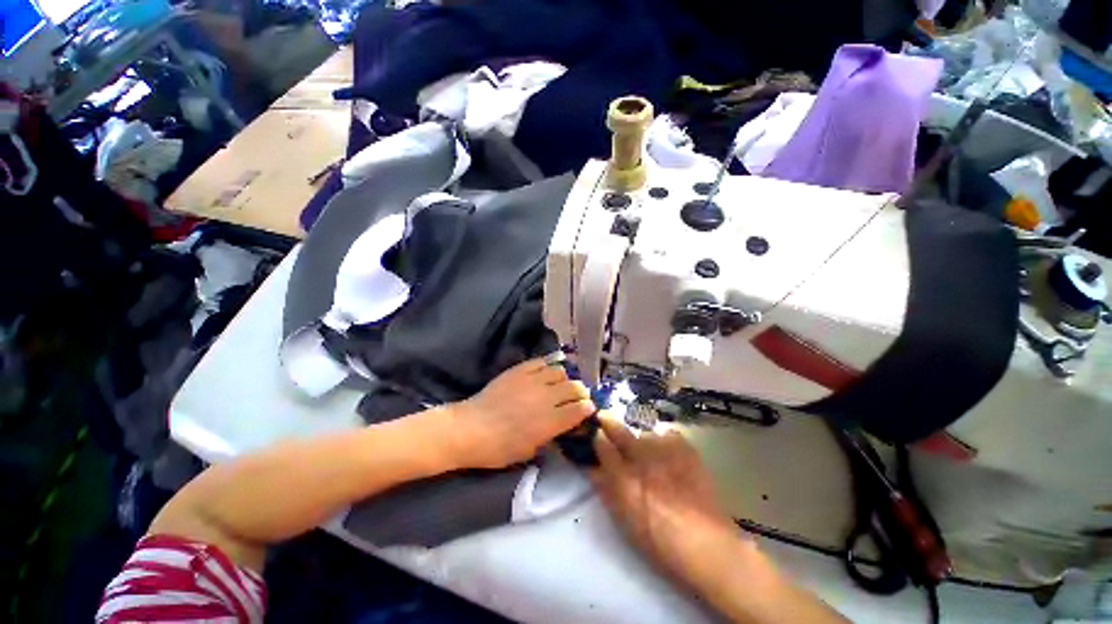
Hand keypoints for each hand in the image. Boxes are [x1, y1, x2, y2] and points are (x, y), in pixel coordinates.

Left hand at [445, 358, 594, 468]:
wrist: (470, 428)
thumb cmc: (499, 448)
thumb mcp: (529, 451)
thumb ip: (550, 436)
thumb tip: (560, 426)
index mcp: (551, 421)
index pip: (580, 409)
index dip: (587, 408)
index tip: (587, 409)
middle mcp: (547, 398)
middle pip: (575, 387)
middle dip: (581, 392)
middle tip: (577, 396)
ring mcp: (533, 380)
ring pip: (561, 371)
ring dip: (565, 378)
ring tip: (560, 384)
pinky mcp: (520, 370)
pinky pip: (541, 362)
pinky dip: (548, 366)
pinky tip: (546, 372)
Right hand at [590, 417, 749, 588]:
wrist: (706, 543)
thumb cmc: (658, 538)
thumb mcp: (624, 517)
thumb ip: (605, 488)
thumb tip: (591, 467)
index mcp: (623, 476)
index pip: (601, 444)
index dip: (596, 438)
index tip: (594, 435)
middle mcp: (640, 457)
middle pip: (618, 430)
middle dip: (608, 422)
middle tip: (603, 417)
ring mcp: (664, 449)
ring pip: (644, 433)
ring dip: (640, 440)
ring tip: (647, 452)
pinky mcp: (685, 448)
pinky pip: (667, 434)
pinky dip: (664, 441)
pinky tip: (667, 453)